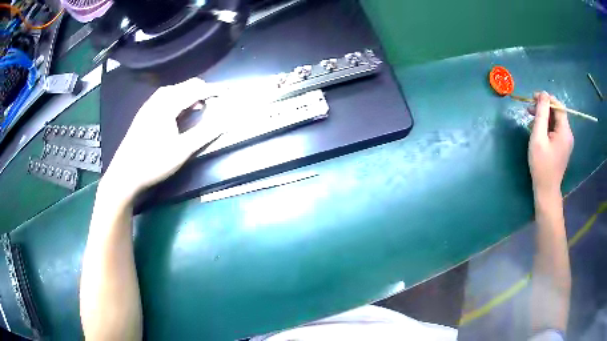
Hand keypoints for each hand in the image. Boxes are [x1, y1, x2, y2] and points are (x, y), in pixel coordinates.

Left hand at [100, 77, 224, 202]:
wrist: (124, 174)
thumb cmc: (153, 162)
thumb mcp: (182, 150)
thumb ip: (205, 133)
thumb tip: (226, 121)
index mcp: (167, 105)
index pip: (196, 90)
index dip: (214, 89)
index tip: (229, 89)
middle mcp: (158, 100)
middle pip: (184, 86)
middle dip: (202, 89)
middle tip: (216, 98)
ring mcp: (149, 106)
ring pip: (174, 90)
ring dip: (190, 93)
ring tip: (200, 104)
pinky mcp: (144, 114)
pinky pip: (165, 97)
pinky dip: (178, 98)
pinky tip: (179, 111)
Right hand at [528, 91, 573, 197]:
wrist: (546, 190)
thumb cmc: (541, 165)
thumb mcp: (538, 137)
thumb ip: (541, 114)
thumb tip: (543, 94)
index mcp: (564, 131)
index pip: (558, 106)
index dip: (546, 98)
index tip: (533, 97)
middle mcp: (568, 134)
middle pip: (557, 113)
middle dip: (544, 107)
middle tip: (529, 108)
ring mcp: (566, 141)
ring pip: (555, 121)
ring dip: (544, 117)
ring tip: (531, 119)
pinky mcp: (562, 147)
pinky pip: (555, 130)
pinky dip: (546, 126)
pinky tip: (537, 130)